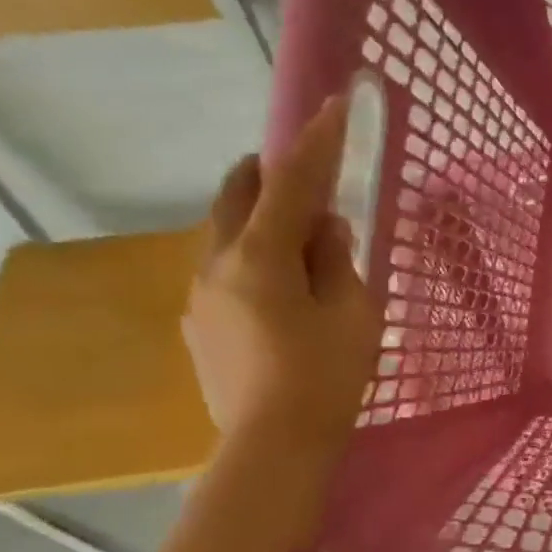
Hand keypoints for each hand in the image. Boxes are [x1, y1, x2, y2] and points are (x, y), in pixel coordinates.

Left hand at [183, 95, 379, 463]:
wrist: (274, 446)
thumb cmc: (326, 377)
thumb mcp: (353, 314)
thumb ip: (338, 261)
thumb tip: (326, 228)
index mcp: (260, 255)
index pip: (294, 182)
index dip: (317, 142)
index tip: (334, 105)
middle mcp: (217, 263)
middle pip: (237, 195)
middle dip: (270, 174)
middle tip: (304, 177)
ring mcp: (200, 296)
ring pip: (225, 234)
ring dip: (259, 221)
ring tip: (297, 243)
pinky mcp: (199, 326)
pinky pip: (222, 271)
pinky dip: (249, 260)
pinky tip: (276, 292)